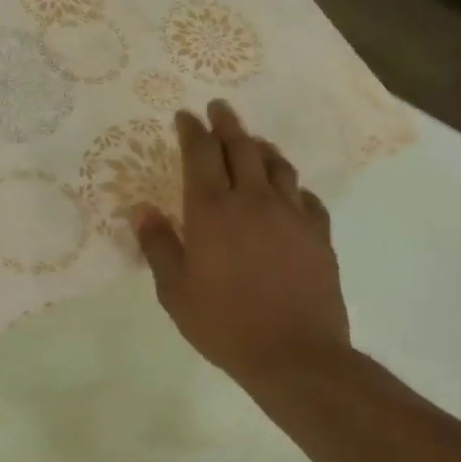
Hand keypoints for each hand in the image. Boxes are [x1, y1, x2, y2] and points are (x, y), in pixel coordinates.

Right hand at [132, 101, 349, 389]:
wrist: (294, 353)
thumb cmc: (224, 323)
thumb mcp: (175, 291)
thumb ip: (158, 246)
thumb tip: (142, 210)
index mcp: (213, 211)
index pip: (201, 155)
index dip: (192, 131)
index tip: (185, 115)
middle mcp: (254, 201)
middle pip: (242, 148)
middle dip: (227, 123)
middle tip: (219, 107)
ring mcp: (292, 215)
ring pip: (278, 166)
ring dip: (261, 147)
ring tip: (253, 141)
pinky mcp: (318, 234)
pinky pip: (305, 197)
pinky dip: (291, 186)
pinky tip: (289, 192)